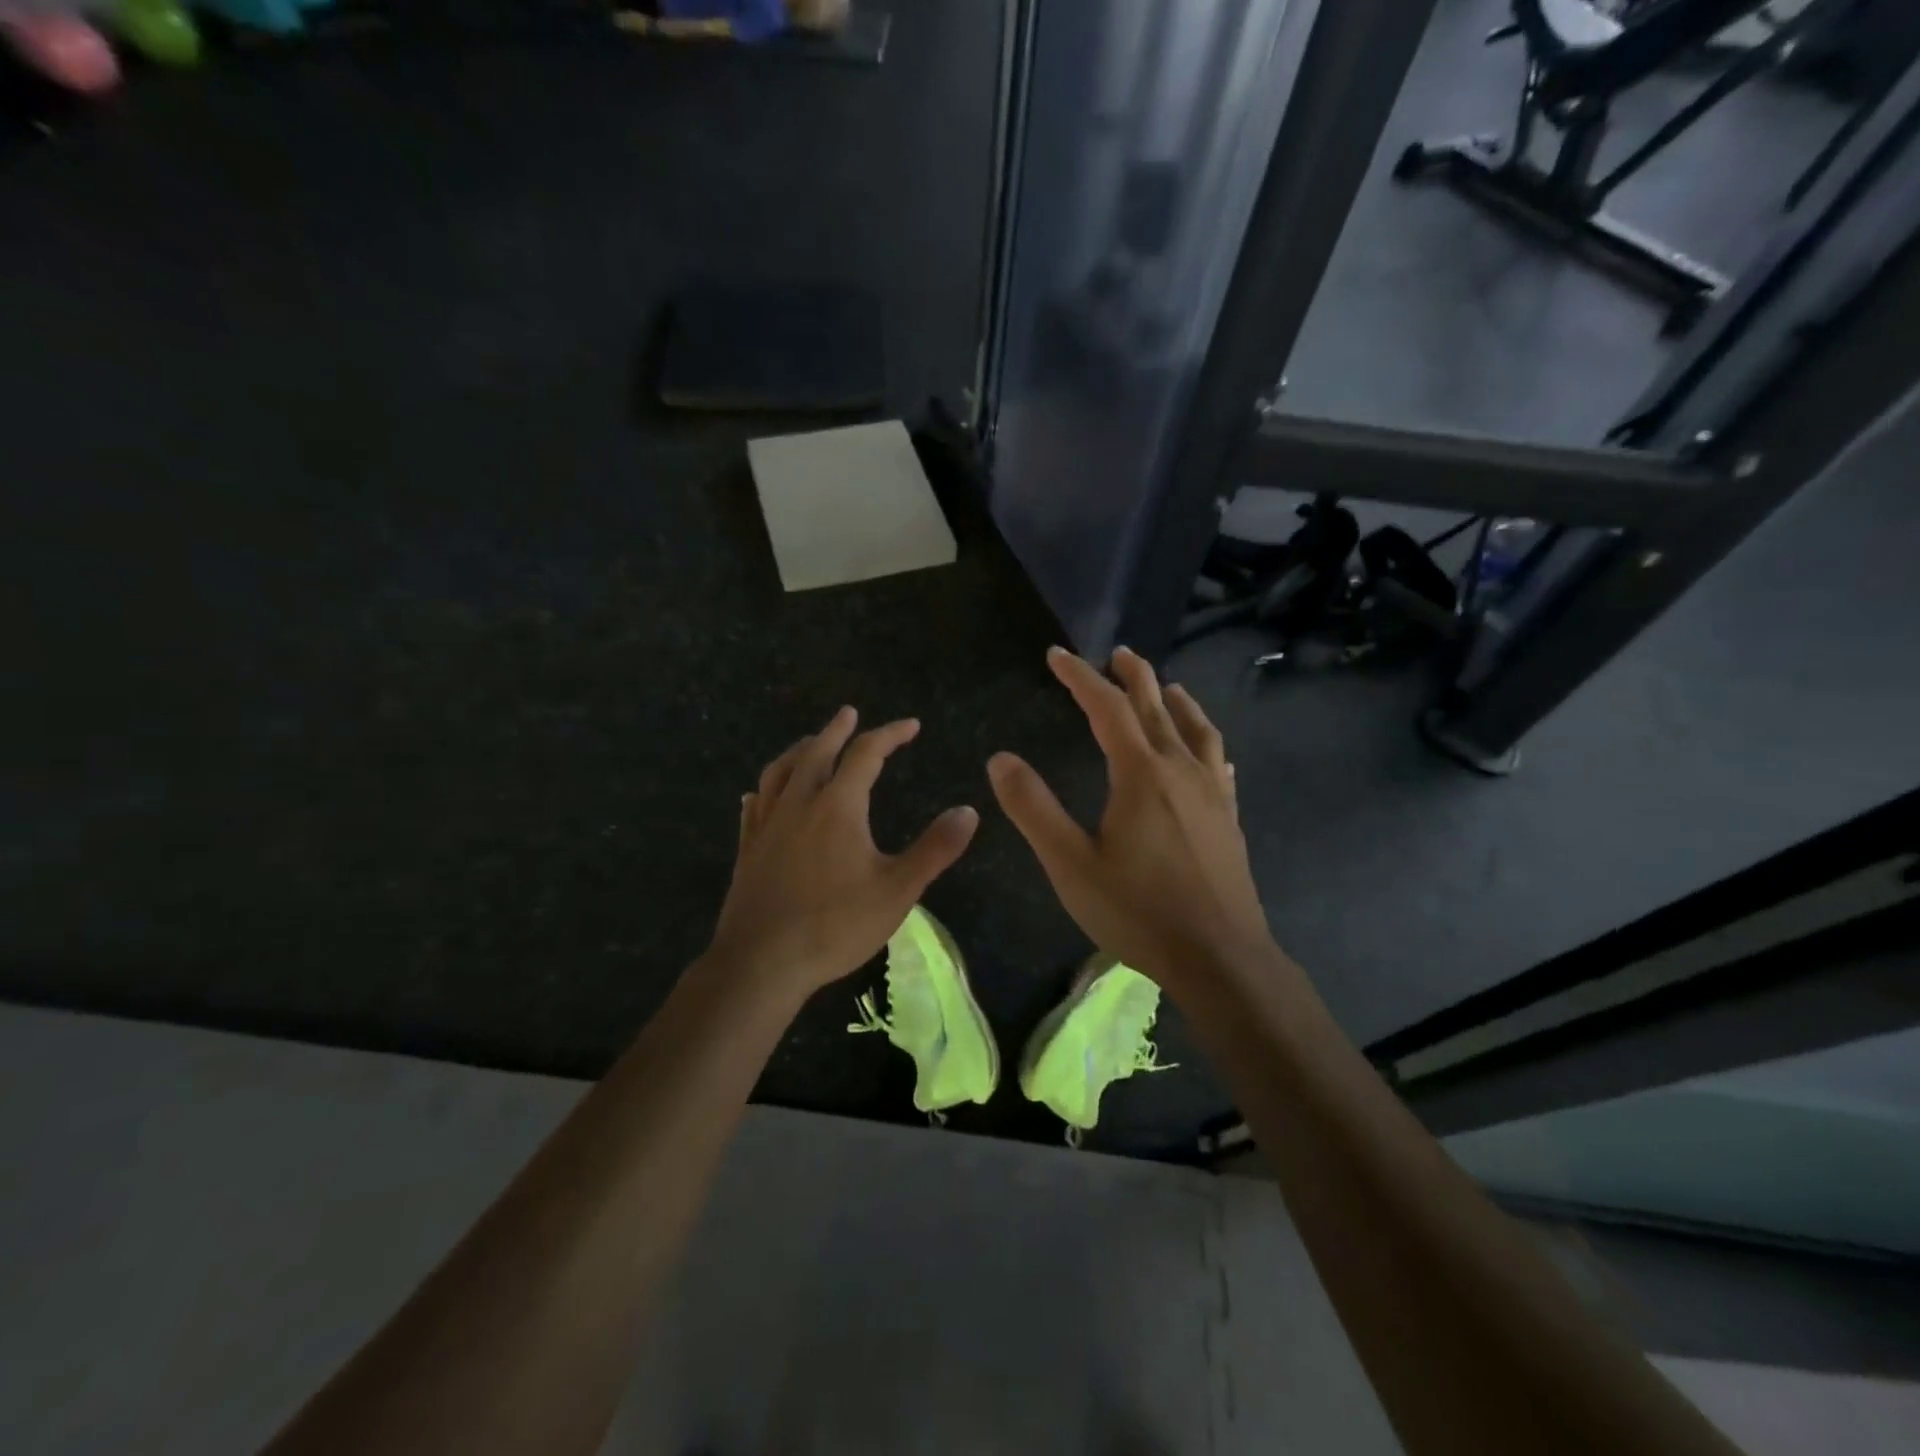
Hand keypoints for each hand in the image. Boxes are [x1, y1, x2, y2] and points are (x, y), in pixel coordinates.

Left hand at [708, 706, 979, 998]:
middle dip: (838, 729)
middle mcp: (799, 803)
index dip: (890, 734)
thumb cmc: (835, 926)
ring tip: (810, 743)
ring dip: (799, 750)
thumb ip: (935, 849)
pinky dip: (764, 789)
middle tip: (850, 713)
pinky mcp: (747, 849)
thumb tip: (969, 811)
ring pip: (780, 772)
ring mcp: (767, 825)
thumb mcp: (898, 890)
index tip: (911, 725)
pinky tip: (760, 794)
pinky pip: (754, 806)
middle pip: (817, 751)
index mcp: (838, 806)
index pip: (866, 754)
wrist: (762, 963)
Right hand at [988, 647, 1272, 990]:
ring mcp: (1212, 792)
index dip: (1080, 676)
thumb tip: (1001, 758)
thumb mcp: (1071, 863)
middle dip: (1132, 675)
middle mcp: (1180, 770)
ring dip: (1176, 701)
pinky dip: (1205, 740)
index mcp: (1140, 773)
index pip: (1107, 707)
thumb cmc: (1137, 911)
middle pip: (1156, 707)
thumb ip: (1034, 808)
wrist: (1219, 958)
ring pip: (1196, 728)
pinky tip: (1208, 750)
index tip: (1057, 655)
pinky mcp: (1229, 817)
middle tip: (1116, 653)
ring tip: (1166, 685)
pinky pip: (1218, 761)